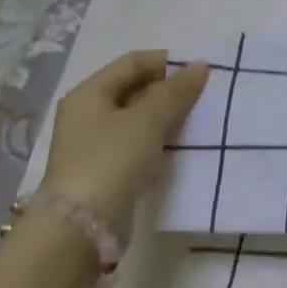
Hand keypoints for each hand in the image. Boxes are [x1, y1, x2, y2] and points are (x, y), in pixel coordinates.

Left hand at [40, 51, 209, 235]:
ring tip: (198, 117)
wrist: (83, 226)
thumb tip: (199, 66)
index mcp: (89, 94)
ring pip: (139, 117)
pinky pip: (139, 141)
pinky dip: (160, 137)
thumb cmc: (112, 159)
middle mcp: (88, 114)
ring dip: (167, 114)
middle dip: (169, 88)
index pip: (132, 63)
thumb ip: (176, 91)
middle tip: (204, 94)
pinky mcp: (107, 168)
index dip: (166, 61)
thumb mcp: (148, 120)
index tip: (200, 70)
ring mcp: (96, 143)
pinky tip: (181, 143)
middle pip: (134, 88)